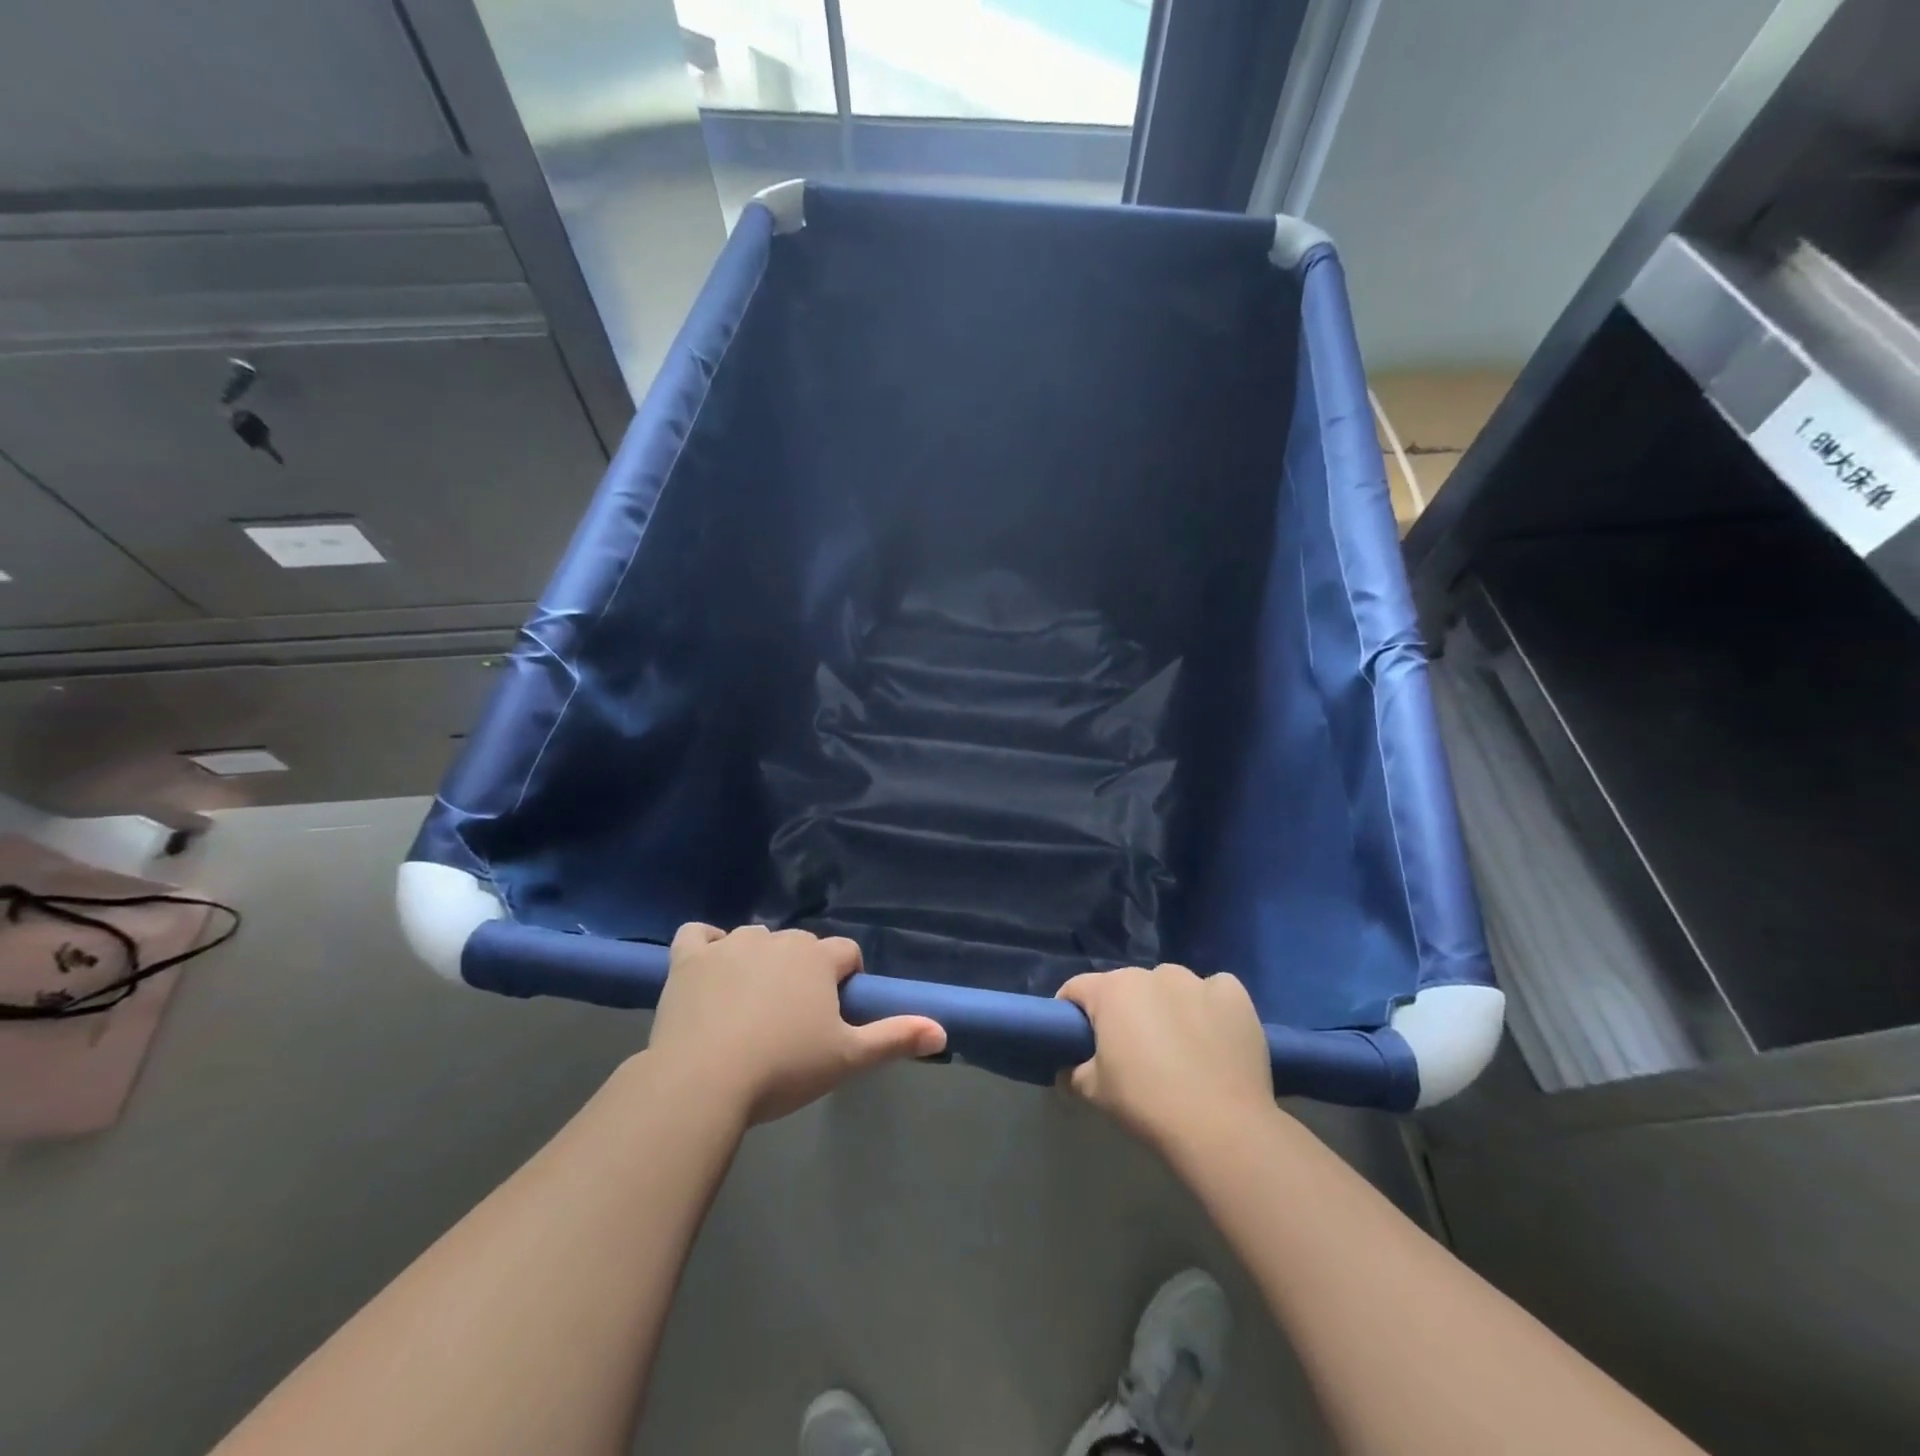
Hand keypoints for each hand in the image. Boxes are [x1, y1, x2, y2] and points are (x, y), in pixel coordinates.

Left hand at [647, 923, 945, 1125]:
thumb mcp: (847, 1058)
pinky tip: (709, 968)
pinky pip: (698, 935)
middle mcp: (777, 940)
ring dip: (759, 960)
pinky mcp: (688, 958)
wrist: (703, 1081)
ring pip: (754, 939)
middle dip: (803, 973)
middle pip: (800, 947)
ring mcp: (729, 945)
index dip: (845, 980)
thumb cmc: (783, 1068)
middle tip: (793, 1020)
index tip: (834, 1014)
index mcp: (817, 958)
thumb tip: (943, 1031)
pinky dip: (705, 945)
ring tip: (751, 1005)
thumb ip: (895, 1038)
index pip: (846, 953)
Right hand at [1057, 963, 1273, 1151]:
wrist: (1221, 1128)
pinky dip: (1208, 1007)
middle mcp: (1153, 974)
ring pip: (1171, 986)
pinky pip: (1213, 992)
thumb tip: (1069, 1069)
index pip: (1077, 988)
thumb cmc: (1147, 1103)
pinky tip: (1214, 1037)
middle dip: (1124, 1011)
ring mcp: (1197, 981)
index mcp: (1112, 990)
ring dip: (1166, 1006)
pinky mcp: (1234, 995)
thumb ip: (1074, 1072)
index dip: (1071, 1010)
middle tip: (1130, 1050)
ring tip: (1178, 1045)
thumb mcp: (1094, 1092)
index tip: (1076, 1037)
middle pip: (1127, 987)